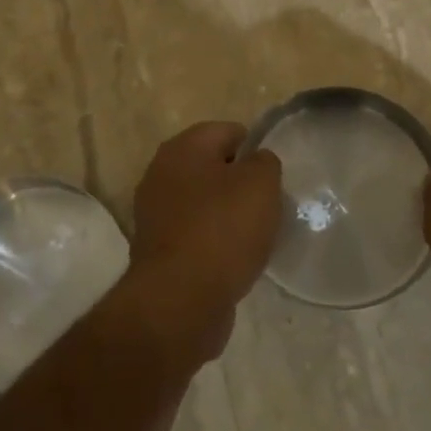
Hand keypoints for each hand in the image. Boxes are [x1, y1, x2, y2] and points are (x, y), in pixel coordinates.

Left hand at [123, 122, 282, 363]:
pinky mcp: (158, 250)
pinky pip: (195, 234)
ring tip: (255, 235)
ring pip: (203, 203)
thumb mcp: (261, 183)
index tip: (274, 175)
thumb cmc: (223, 230)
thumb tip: (256, 163)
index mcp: (182, 148)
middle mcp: (161, 174)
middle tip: (268, 204)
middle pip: (212, 168)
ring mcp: (155, 214)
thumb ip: (265, 162)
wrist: (181, 300)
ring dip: (228, 215)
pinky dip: (214, 243)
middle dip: (240, 183)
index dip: (255, 148)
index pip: (227, 130)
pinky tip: (235, 259)